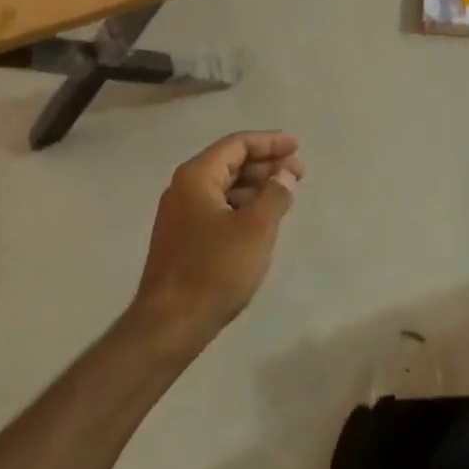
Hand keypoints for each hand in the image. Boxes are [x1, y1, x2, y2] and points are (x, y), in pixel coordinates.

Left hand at [131, 131, 304, 346]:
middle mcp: (184, 188)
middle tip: (298, 173)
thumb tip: (285, 175)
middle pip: (230, 162)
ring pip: (225, 187)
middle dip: (266, 164)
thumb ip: (275, 194)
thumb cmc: (214, 270)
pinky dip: (243, 206)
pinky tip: (262, 219)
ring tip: (285, 195)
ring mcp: (180, 215)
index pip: (237, 144)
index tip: (297, 147)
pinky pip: (218, 208)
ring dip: (256, 186)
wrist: (169, 325)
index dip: (270, 142)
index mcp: (197, 176)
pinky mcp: (183, 239)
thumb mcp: (256, 229)